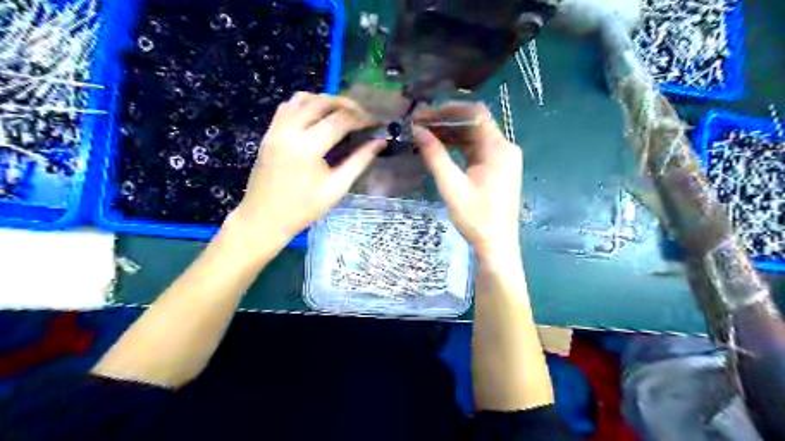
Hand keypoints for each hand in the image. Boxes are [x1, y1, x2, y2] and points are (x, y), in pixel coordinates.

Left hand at [227, 92, 384, 246]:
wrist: (264, 218)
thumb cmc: (303, 208)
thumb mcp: (336, 188)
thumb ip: (359, 161)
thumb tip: (380, 142)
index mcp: (308, 147)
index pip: (341, 120)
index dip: (362, 119)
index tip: (376, 123)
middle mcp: (290, 130)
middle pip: (322, 102)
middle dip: (347, 104)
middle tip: (363, 115)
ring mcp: (276, 129)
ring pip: (303, 98)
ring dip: (326, 100)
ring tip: (342, 112)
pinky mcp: (269, 132)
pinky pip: (288, 106)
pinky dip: (306, 104)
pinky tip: (317, 116)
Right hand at [413, 101, 523, 257]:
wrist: (496, 245)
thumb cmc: (476, 218)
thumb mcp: (452, 186)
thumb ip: (435, 156)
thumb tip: (417, 130)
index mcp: (498, 148)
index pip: (475, 113)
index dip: (450, 108)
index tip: (426, 113)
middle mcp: (505, 148)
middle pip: (475, 124)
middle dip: (448, 121)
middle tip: (421, 124)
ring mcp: (503, 159)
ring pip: (475, 137)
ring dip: (452, 134)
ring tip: (426, 135)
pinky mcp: (499, 169)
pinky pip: (478, 150)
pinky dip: (460, 147)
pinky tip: (441, 149)